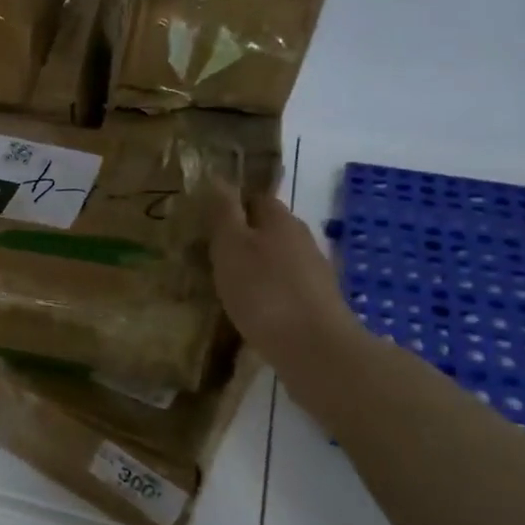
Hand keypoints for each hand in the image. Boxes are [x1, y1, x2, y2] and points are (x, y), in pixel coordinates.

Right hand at [203, 182, 369, 398]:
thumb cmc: (263, 290)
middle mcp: (301, 238)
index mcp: (280, 219)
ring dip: (255, 265)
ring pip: (277, 258)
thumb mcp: (231, 246)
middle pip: (268, 228)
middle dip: (243, 236)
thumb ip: (224, 212)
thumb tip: (219, 177)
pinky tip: (251, 308)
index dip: (232, 204)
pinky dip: (267, 290)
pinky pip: (285, 285)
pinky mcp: (317, 301)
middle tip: (210, 254)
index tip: (207, 221)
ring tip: (226, 284)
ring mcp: (313, 271)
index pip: (255, 197)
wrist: (313, 347)